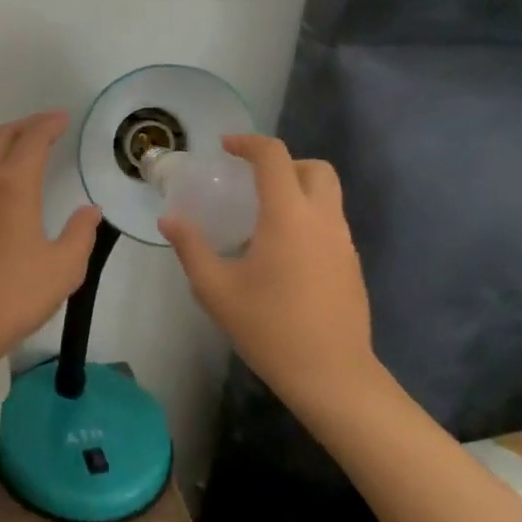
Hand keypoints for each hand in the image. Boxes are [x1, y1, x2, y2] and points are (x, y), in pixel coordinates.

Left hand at [0, 112, 101, 358]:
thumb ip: (80, 233)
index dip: (49, 124)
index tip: (64, 119)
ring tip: (28, 149)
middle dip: (26, 124)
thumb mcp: (64, 267)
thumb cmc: (17, 293)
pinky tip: (7, 184)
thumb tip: (89, 210)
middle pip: (2, 137)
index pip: (32, 140)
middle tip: (49, 125)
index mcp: (14, 187)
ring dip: (7, 142)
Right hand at [158, 134, 379, 419]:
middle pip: (315, 168)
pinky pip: (331, 224)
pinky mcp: (352, 266)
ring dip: (297, 191)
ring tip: (262, 220)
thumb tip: (169, 220)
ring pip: (328, 196)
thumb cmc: (270, 328)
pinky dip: (308, 219)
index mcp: (288, 216)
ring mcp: (344, 243)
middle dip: (284, 164)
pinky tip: (282, 255)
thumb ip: (191, 248)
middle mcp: (322, 219)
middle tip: (252, 181)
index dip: (248, 143)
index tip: (225, 148)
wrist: (334, 378)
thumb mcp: (216, 289)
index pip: (274, 157)